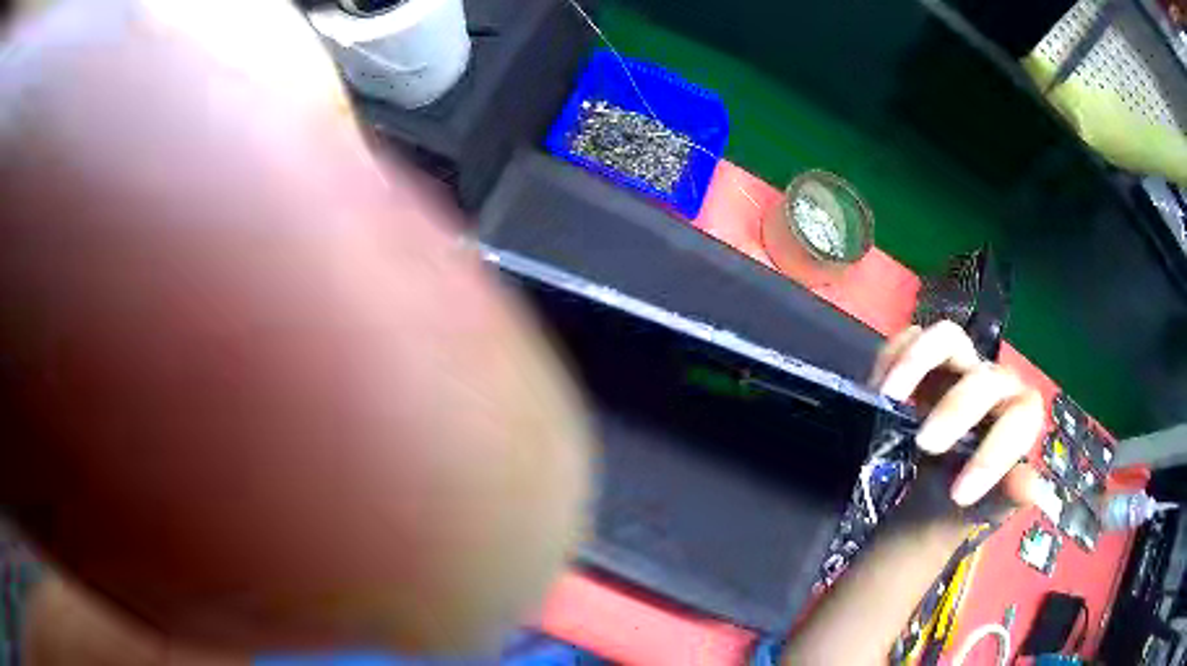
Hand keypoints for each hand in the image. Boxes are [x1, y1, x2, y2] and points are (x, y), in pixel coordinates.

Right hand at [870, 321, 1045, 508]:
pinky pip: (909, 339)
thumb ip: (1006, 497)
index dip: (996, 451)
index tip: (959, 494)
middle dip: (957, 408)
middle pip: (984, 378)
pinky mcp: (923, 364)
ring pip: (948, 338)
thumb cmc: (962, 505)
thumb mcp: (981, 512)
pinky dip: (893, 355)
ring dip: (918, 360)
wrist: (929, 500)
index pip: (1022, 416)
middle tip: (926, 445)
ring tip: (890, 395)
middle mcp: (993, 386)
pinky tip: (878, 386)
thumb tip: (1031, 487)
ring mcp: (957, 368)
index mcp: (1017, 419)